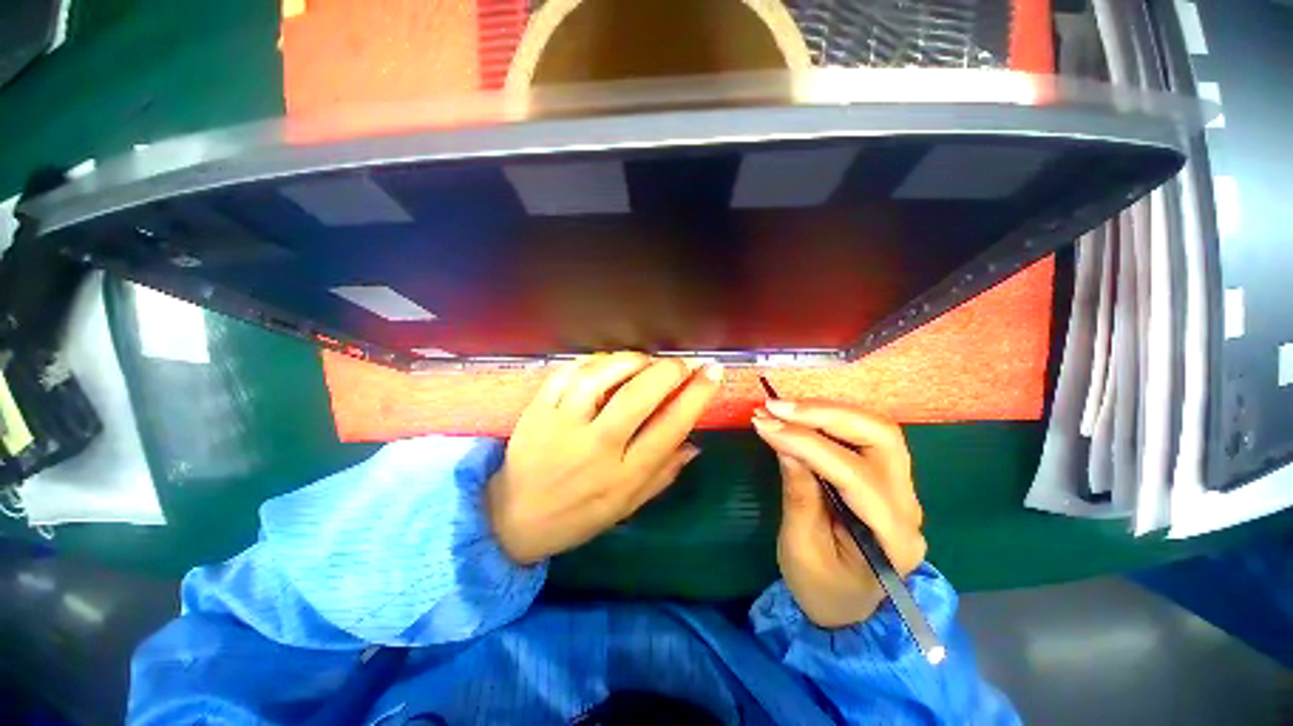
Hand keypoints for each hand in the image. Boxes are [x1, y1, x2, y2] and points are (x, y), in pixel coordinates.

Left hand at [488, 352, 723, 564]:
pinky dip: (593, 360)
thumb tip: (695, 443)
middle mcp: (595, 448)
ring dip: (631, 360)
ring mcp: (562, 425)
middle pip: (637, 397)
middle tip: (681, 363)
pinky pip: (568, 373)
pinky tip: (607, 363)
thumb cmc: (578, 515)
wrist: (514, 518)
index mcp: (623, 476)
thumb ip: (663, 474)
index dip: (696, 395)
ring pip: (601, 378)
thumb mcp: (627, 506)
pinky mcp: (538, 410)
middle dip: (668, 371)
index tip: (712, 371)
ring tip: (645, 360)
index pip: (670, 427)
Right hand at [752, 400, 925, 627]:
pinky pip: (862, 436)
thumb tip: (786, 446)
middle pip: (881, 438)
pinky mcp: (885, 477)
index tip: (765, 425)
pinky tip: (799, 417)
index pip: (855, 476)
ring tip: (782, 408)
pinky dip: (827, 419)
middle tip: (776, 408)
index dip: (807, 444)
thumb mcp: (801, 549)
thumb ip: (798, 496)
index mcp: (892, 537)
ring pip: (876, 429)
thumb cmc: (821, 588)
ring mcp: (901, 488)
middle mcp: (908, 505)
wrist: (846, 607)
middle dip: (825, 415)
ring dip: (826, 411)